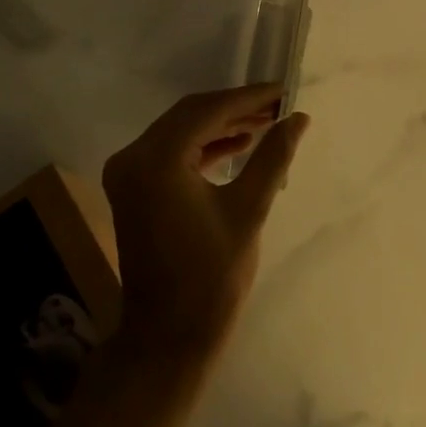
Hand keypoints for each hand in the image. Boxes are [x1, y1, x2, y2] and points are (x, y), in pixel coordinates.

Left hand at [102, 85, 310, 364]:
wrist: (168, 336)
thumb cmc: (211, 277)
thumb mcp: (248, 211)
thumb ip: (272, 157)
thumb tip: (298, 118)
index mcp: (155, 160)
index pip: (206, 111)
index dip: (248, 98)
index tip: (283, 90)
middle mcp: (133, 157)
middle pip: (189, 115)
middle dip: (235, 108)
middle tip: (278, 105)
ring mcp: (128, 173)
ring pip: (180, 132)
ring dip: (220, 125)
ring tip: (266, 123)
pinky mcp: (133, 188)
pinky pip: (171, 153)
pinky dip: (203, 147)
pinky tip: (238, 145)